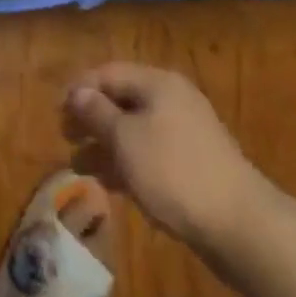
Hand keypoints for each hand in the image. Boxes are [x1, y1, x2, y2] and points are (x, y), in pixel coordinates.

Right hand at [63, 63, 270, 250]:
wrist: (238, 224)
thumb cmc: (174, 171)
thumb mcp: (126, 139)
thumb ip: (98, 113)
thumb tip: (78, 92)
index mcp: (158, 83)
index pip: (109, 72)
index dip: (80, 88)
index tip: (57, 112)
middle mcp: (171, 100)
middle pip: (122, 100)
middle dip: (91, 117)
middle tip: (65, 137)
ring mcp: (184, 133)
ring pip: (134, 130)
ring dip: (105, 144)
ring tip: (77, 167)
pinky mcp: (191, 165)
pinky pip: (150, 153)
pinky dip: (127, 163)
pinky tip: (109, 183)